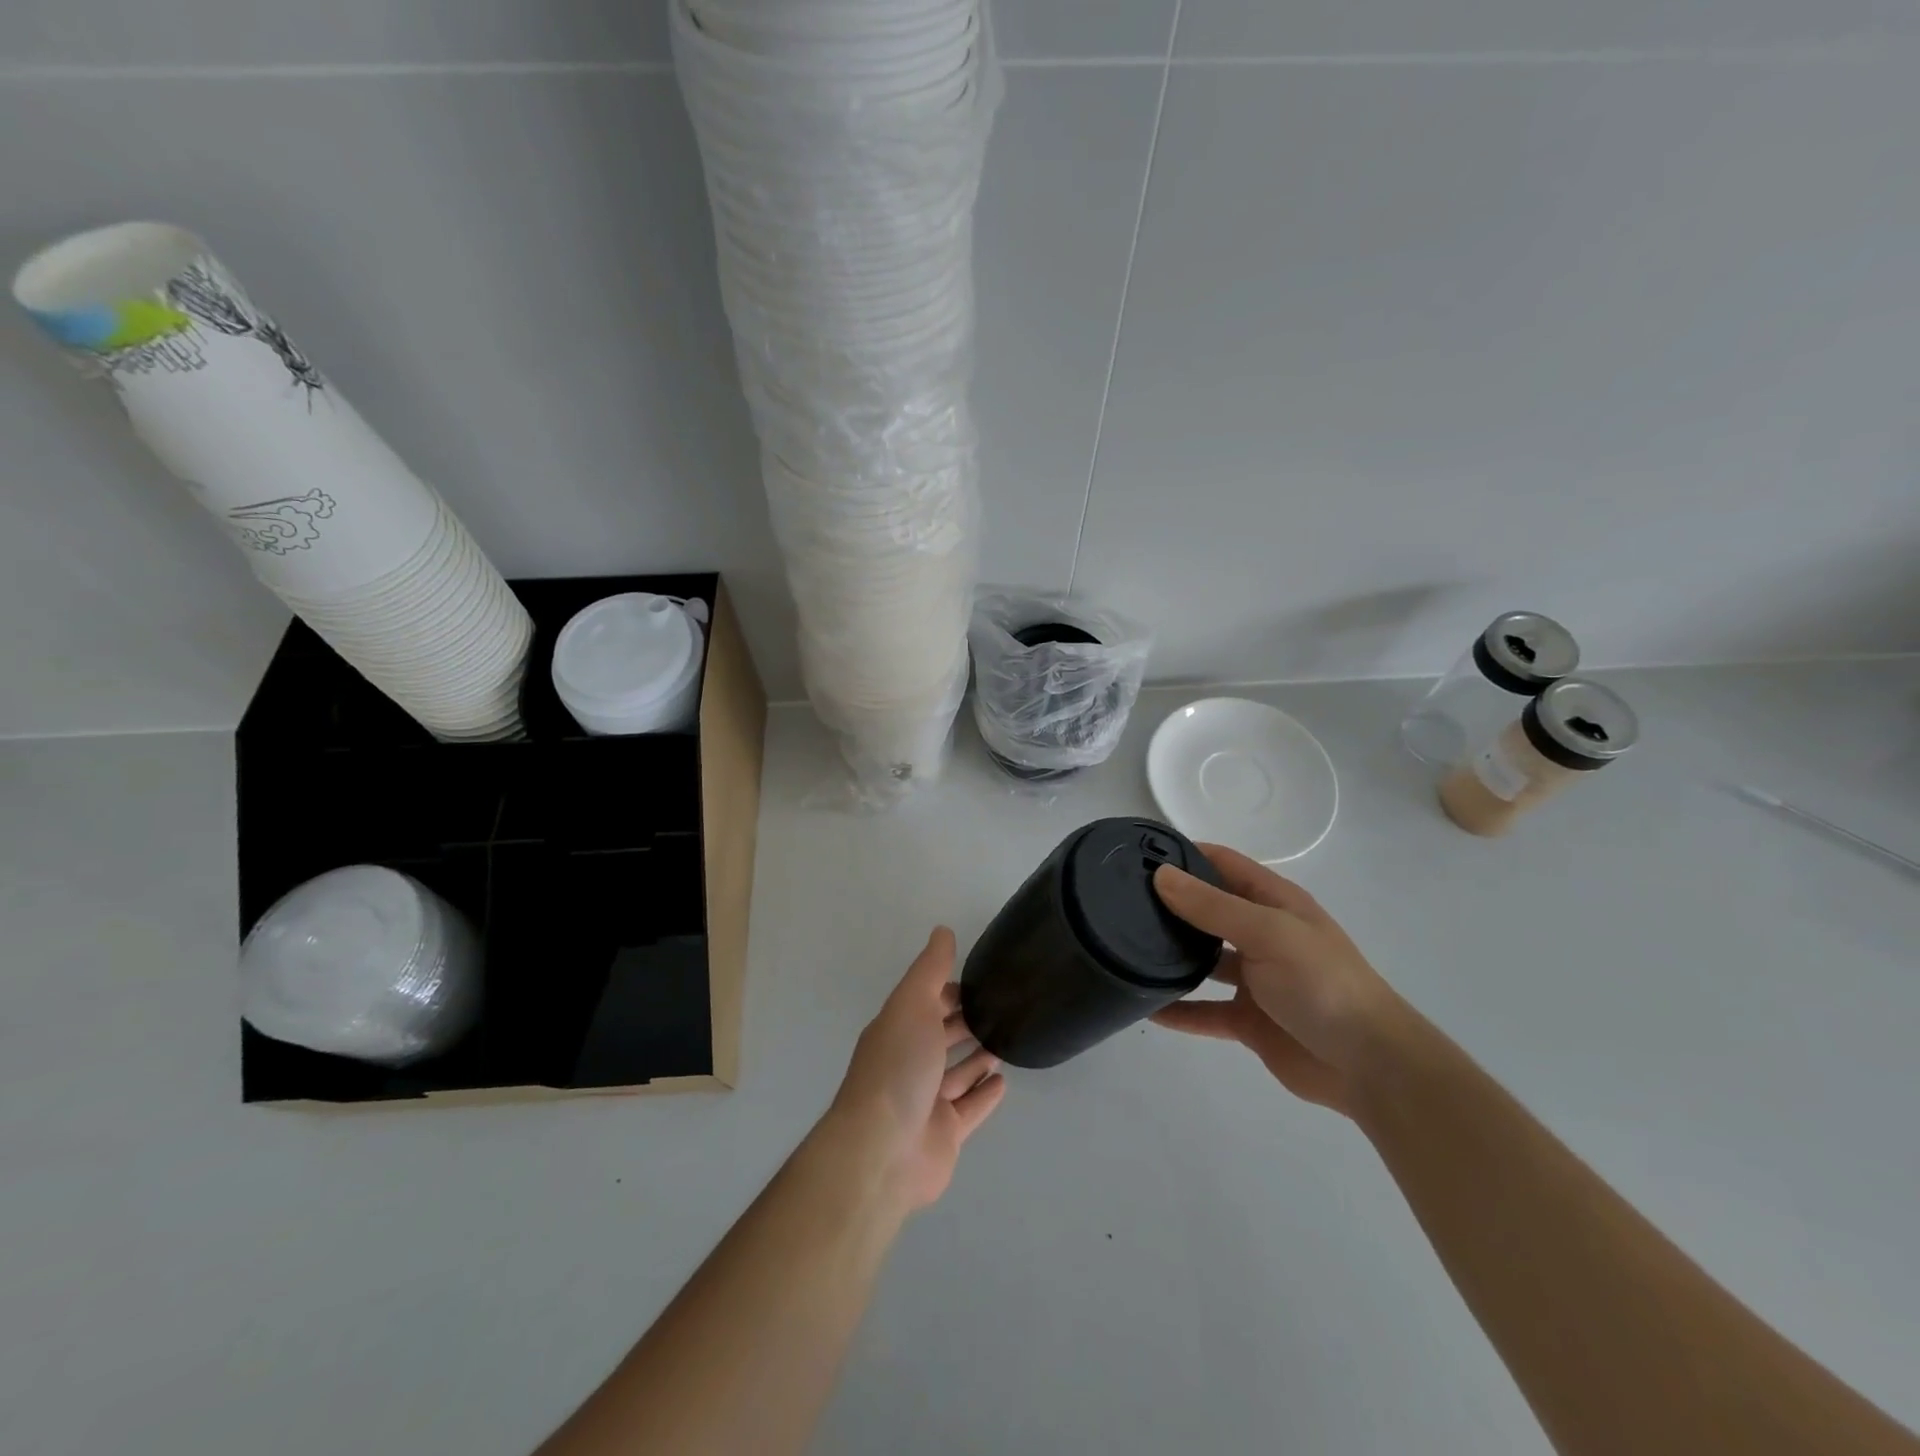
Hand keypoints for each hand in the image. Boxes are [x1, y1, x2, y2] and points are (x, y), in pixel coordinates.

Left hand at [826, 928, 1007, 1212]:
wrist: (883, 1150)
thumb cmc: (898, 1067)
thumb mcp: (912, 1004)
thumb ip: (930, 969)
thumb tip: (942, 930)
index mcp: (898, 1030)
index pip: (926, 1003)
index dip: (949, 991)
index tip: (982, 980)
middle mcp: (910, 1063)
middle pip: (942, 1037)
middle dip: (966, 1021)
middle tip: (1004, 1008)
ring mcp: (927, 1102)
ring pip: (957, 1073)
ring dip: (978, 1058)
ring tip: (1008, 1041)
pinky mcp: (945, 1135)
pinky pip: (970, 1109)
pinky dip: (984, 1095)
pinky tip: (1003, 1081)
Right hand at [1150, 844, 1405, 1116]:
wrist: (1369, 1066)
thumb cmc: (1322, 983)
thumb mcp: (1267, 933)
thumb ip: (1212, 906)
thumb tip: (1160, 876)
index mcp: (1274, 902)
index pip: (1223, 864)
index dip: (1185, 855)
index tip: (1138, 854)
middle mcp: (1262, 934)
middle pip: (1208, 911)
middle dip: (1170, 904)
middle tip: (1119, 901)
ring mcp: (1255, 979)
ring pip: (1203, 960)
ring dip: (1171, 956)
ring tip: (1124, 949)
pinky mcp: (1249, 1020)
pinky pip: (1204, 1011)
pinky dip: (1179, 1010)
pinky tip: (1145, 1007)